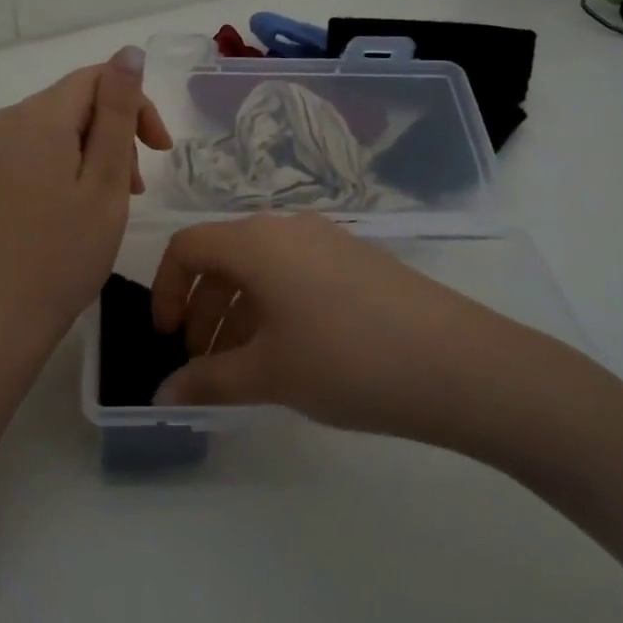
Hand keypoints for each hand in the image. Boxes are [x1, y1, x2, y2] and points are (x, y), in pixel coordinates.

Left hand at [0, 48, 171, 374]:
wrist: (1, 316)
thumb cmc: (65, 253)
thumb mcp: (106, 181)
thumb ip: (118, 113)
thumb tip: (128, 52)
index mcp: (36, 117)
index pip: (97, 80)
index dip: (136, 106)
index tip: (162, 150)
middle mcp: (6, 120)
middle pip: (75, 102)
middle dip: (116, 132)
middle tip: (138, 186)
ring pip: (57, 127)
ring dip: (94, 151)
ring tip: (114, 199)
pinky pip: (35, 150)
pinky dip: (66, 165)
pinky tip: (77, 204)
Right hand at [151, 213, 595, 460]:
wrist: (459, 364)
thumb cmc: (345, 361)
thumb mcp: (268, 375)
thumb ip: (207, 382)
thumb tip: (163, 394)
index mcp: (256, 242)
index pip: (186, 247)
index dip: (165, 290)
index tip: (167, 338)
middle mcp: (288, 228)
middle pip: (223, 257)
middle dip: (202, 309)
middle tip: (202, 361)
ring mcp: (328, 241)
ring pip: (261, 269)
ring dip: (238, 313)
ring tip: (243, 367)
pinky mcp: (358, 261)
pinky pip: (296, 274)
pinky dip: (274, 308)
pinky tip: (289, 354)